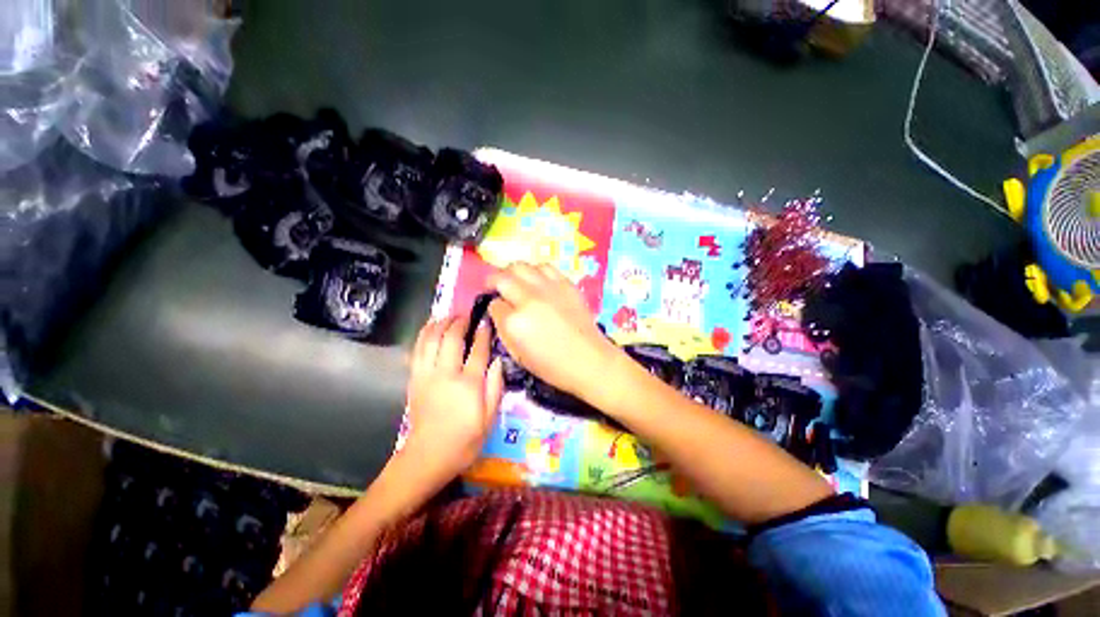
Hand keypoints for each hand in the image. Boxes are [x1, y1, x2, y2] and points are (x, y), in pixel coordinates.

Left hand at [401, 316, 503, 488]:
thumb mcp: (489, 419)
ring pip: (431, 340)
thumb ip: (495, 388)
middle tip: (467, 315)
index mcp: (468, 385)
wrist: (427, 457)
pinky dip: (424, 335)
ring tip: (449, 316)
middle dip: (459, 322)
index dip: (483, 333)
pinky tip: (430, 328)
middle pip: (451, 338)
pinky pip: (417, 350)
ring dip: (440, 324)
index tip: (486, 321)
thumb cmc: (464, 441)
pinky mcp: (414, 379)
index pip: (477, 350)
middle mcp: (446, 374)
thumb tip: (498, 362)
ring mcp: (426, 375)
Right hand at [488, 263, 621, 400]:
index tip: (497, 310)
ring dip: (513, 273)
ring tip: (516, 281)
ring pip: (521, 266)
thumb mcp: (517, 354)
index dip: (493, 307)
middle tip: (495, 287)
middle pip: (502, 278)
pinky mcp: (565, 284)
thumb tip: (498, 309)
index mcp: (514, 322)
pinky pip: (544, 267)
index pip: (494, 304)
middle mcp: (528, 299)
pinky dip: (535, 272)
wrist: (588, 359)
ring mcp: (548, 289)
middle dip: (494, 281)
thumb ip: (503, 329)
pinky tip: (537, 282)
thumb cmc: (551, 365)